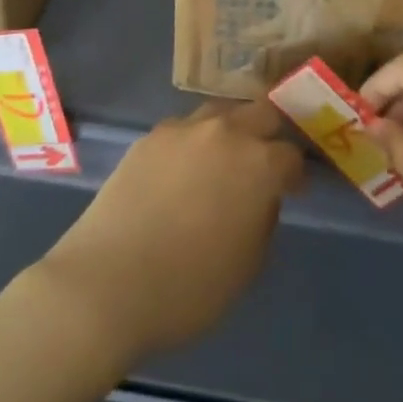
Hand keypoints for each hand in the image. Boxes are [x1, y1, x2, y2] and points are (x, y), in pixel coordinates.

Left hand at [35, 100, 303, 364]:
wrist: (107, 284)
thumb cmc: (188, 288)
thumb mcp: (247, 266)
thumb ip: (263, 220)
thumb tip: (260, 198)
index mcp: (258, 165)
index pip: (291, 156)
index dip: (295, 175)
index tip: (292, 191)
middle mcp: (225, 133)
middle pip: (260, 113)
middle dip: (268, 135)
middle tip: (262, 163)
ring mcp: (183, 130)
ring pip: (220, 112)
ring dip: (230, 130)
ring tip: (221, 160)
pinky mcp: (149, 137)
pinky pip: (183, 129)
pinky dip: (192, 143)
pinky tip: (182, 170)